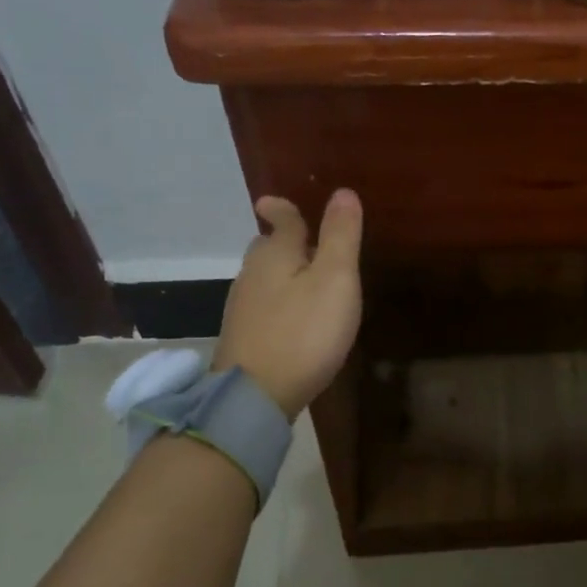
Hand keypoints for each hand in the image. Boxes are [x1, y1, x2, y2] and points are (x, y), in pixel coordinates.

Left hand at [211, 191, 362, 418]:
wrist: (256, 394)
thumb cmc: (304, 331)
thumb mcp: (335, 279)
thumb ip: (340, 236)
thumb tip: (343, 191)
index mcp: (275, 253)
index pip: (280, 220)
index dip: (282, 208)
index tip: (272, 201)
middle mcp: (252, 274)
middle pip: (266, 248)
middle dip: (282, 241)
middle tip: (306, 243)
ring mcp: (243, 308)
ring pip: (263, 278)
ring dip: (282, 274)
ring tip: (307, 281)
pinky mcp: (243, 337)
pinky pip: (263, 306)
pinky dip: (278, 302)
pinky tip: (293, 319)